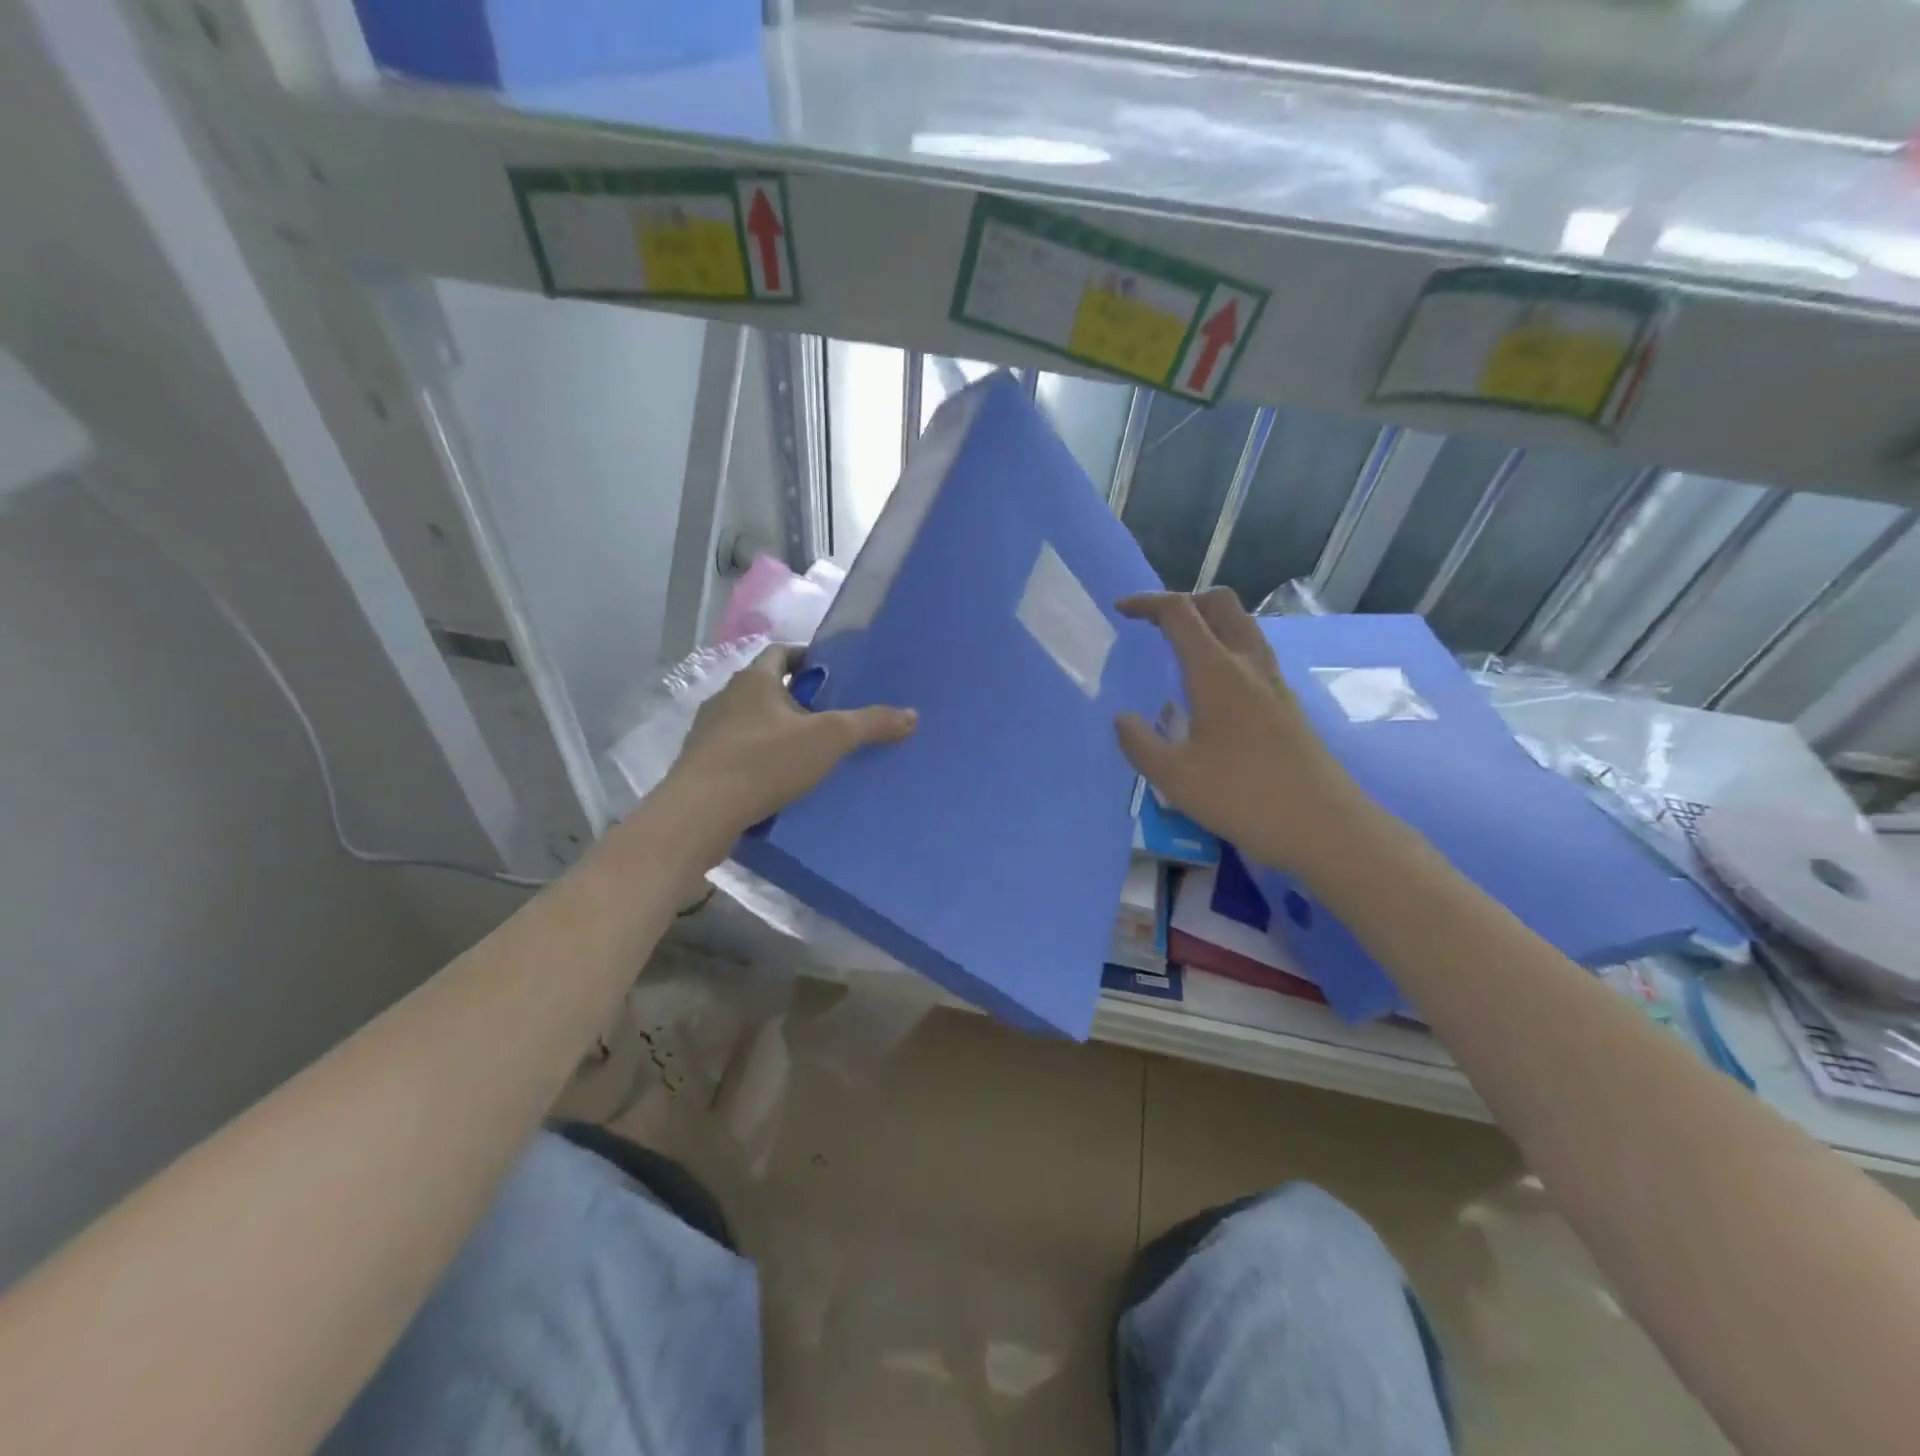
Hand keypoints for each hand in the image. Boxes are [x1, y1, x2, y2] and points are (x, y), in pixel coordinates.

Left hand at [666, 644, 916, 839]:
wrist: (700, 813)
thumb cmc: (764, 762)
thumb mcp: (828, 739)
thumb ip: (870, 724)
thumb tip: (912, 715)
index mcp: (754, 680)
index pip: (782, 653)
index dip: (808, 659)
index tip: (833, 676)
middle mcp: (726, 698)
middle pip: (768, 689)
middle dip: (798, 700)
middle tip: (831, 718)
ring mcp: (708, 732)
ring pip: (752, 722)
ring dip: (778, 731)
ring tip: (809, 753)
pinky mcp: (701, 764)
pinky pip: (738, 752)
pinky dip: (760, 759)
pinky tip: (779, 781)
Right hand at [1114, 590, 1362, 874]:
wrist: (1323, 826)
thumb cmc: (1242, 796)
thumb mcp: (1173, 777)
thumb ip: (1139, 743)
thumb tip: (1122, 719)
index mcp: (1217, 672)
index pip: (1179, 613)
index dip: (1147, 603)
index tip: (1121, 610)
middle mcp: (1249, 665)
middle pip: (1220, 604)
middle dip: (1184, 601)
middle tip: (1155, 625)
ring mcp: (1274, 683)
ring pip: (1243, 627)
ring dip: (1209, 624)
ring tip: (1180, 652)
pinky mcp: (1287, 705)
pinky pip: (1253, 656)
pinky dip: (1226, 651)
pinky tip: (1211, 691)